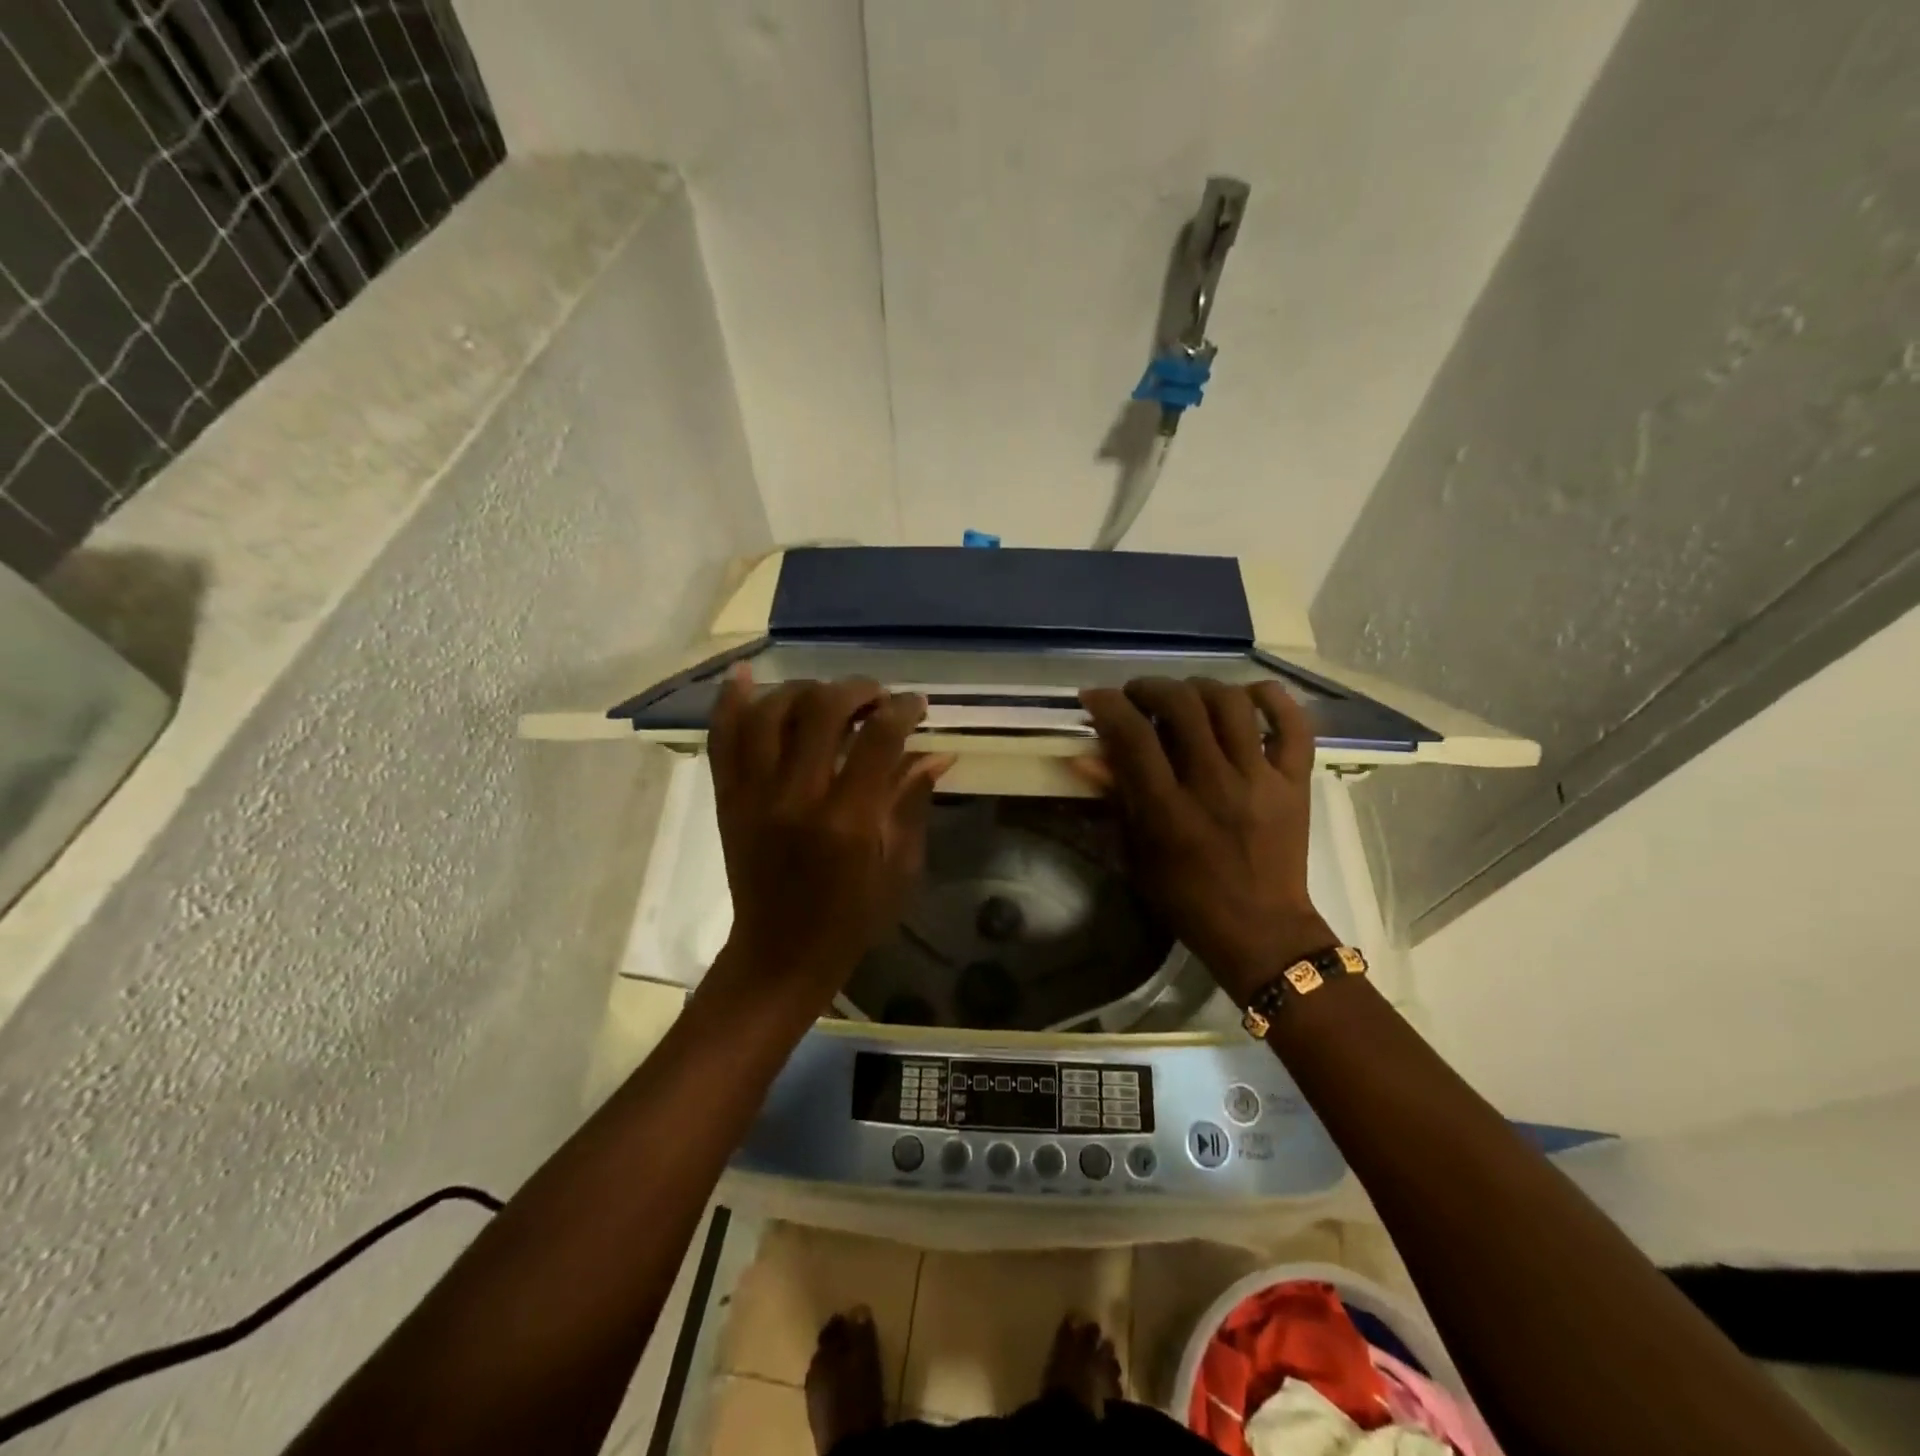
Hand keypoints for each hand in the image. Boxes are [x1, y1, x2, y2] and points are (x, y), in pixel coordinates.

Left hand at [708, 669, 953, 1016]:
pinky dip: (731, 701)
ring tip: (826, 694)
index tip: (916, 705)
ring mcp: (754, 796)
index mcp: (848, 821)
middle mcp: (796, 798)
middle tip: (875, 696)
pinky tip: (745, 674)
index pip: (878, 739)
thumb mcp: (899, 868)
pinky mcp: (727, 800)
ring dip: (803, 690)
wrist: (780, 954)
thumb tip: (936, 752)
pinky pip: (722, 739)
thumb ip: (913, 803)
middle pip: (821, 711)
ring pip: (769, 713)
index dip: (901, 710)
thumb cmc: (852, 918)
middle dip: (856, 690)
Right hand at [1076, 678, 1334, 1004]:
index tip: (1096, 698)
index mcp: (1169, 811)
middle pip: (1182, 706)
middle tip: (1138, 696)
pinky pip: (1294, 725)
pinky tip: (1249, 695)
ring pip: (1232, 704)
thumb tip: (1086, 754)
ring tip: (1186, 697)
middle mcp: (1215, 786)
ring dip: (1200, 687)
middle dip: (1151, 688)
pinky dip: (1272, 699)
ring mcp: (1261, 780)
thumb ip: (1116, 799)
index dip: (1108, 705)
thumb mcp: (1138, 854)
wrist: (1261, 930)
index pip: (1133, 736)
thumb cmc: (1187, 898)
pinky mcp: (1296, 783)